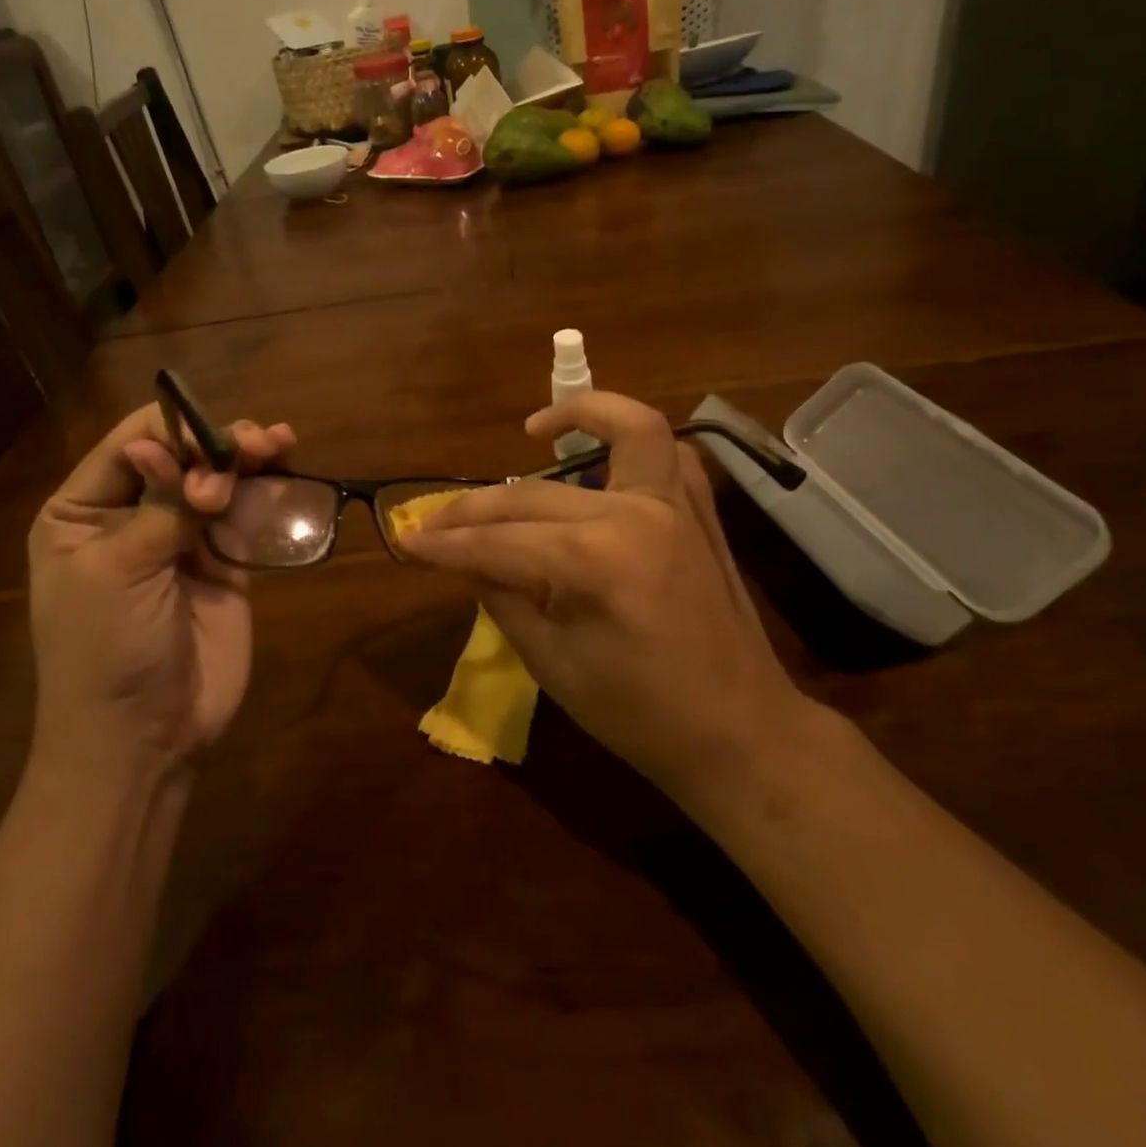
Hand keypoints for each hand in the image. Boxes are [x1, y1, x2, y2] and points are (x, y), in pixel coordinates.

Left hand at [27, 404, 295, 774]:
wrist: (143, 740)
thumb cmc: (105, 651)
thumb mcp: (117, 571)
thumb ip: (160, 506)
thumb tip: (180, 450)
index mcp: (83, 511)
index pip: (131, 444)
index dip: (174, 431)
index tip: (213, 442)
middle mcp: (132, 515)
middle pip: (182, 456)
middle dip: (217, 444)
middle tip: (257, 445)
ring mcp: (183, 540)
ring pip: (219, 480)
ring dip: (249, 458)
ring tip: (280, 444)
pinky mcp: (225, 565)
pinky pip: (247, 517)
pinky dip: (267, 494)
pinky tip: (288, 472)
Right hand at [397, 392, 803, 797]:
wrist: (739, 732)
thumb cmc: (639, 714)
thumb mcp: (552, 663)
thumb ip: (502, 597)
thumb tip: (467, 559)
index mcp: (595, 561)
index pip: (498, 541)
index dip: (445, 544)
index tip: (406, 541)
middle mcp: (635, 513)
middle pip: (533, 495)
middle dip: (474, 509)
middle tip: (435, 522)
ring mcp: (677, 504)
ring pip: (627, 429)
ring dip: (582, 413)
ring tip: (536, 429)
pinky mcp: (701, 511)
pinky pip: (668, 453)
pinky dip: (634, 441)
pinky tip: (602, 460)